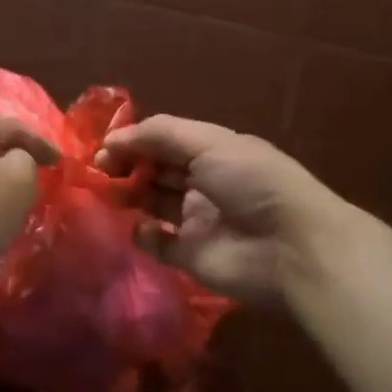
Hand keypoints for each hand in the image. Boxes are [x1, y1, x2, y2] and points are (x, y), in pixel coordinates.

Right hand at [96, 115, 351, 305]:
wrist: (292, 247)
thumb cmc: (251, 182)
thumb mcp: (209, 142)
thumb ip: (158, 134)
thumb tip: (111, 139)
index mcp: (211, 153)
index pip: (162, 142)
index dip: (133, 142)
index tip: (104, 148)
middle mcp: (202, 184)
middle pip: (153, 171)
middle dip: (125, 167)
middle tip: (99, 172)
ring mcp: (196, 221)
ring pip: (151, 204)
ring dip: (128, 196)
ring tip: (107, 194)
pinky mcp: (190, 256)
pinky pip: (157, 243)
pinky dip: (144, 234)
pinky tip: (142, 228)